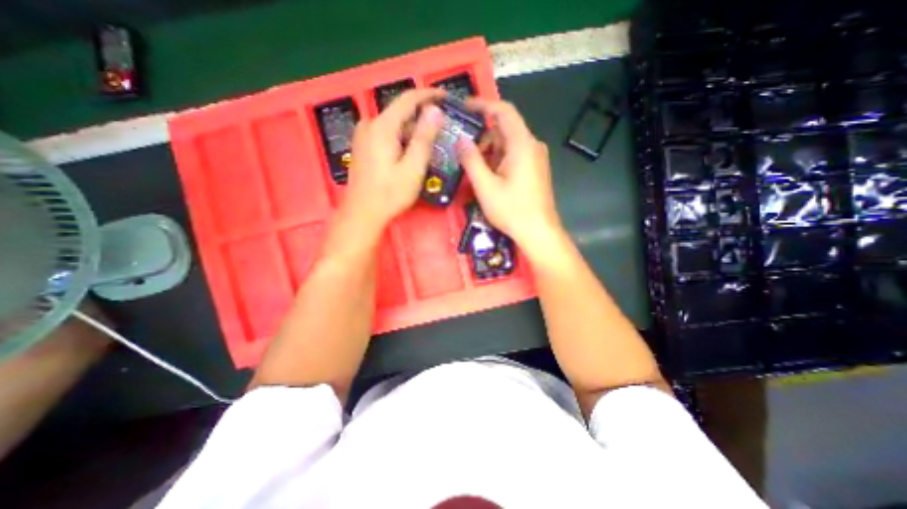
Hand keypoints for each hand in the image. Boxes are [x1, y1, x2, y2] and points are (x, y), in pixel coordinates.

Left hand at [343, 90, 446, 231]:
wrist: (363, 213)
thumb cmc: (390, 194)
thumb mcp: (413, 168)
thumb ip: (424, 138)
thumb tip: (434, 111)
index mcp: (382, 127)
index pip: (408, 99)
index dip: (429, 95)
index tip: (446, 98)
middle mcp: (370, 125)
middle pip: (400, 112)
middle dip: (422, 117)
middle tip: (442, 127)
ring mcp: (363, 135)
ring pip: (394, 124)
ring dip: (412, 129)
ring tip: (430, 142)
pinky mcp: (363, 146)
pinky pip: (386, 133)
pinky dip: (401, 137)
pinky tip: (411, 151)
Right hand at [458, 97, 564, 249]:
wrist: (539, 232)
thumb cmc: (512, 210)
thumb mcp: (486, 186)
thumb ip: (471, 160)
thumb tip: (460, 139)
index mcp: (522, 144)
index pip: (504, 111)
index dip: (483, 105)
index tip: (464, 108)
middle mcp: (532, 146)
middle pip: (505, 129)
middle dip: (482, 134)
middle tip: (460, 146)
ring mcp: (535, 158)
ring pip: (508, 144)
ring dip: (488, 150)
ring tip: (469, 164)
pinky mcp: (534, 170)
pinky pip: (514, 156)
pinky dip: (498, 159)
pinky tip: (486, 174)